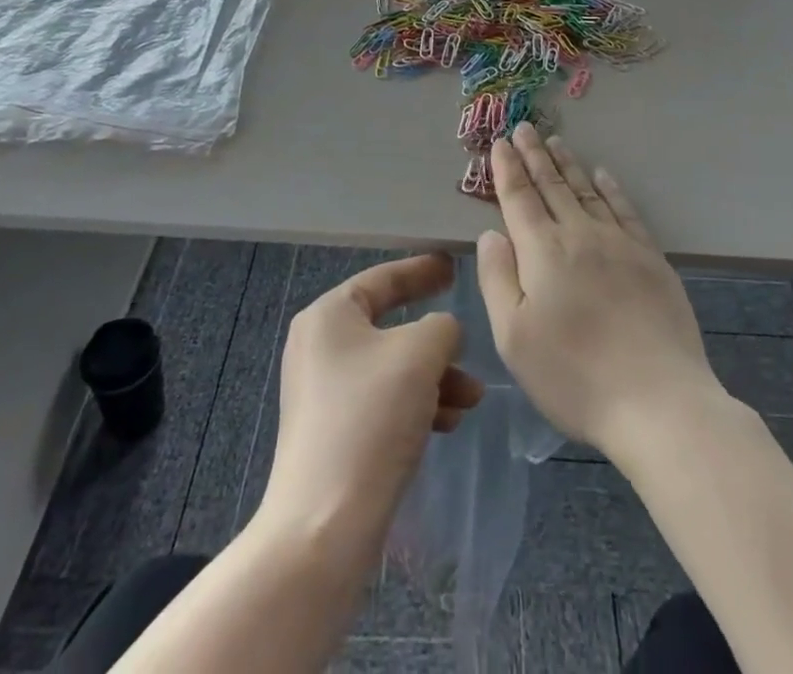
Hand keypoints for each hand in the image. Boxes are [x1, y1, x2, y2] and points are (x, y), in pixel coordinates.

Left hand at [259, 254, 483, 553]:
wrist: (324, 528)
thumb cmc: (370, 419)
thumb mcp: (420, 353)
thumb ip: (442, 326)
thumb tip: (442, 333)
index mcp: (329, 316)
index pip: (383, 278)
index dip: (421, 270)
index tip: (453, 265)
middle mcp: (320, 347)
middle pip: (391, 326)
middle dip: (437, 340)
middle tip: (468, 339)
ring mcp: (325, 393)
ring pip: (393, 368)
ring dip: (436, 377)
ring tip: (472, 397)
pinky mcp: (334, 433)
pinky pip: (384, 401)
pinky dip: (418, 404)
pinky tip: (449, 423)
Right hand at [476, 124, 722, 458]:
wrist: (658, 400)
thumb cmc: (574, 376)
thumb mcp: (514, 338)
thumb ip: (497, 278)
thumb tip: (492, 232)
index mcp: (543, 252)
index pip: (520, 198)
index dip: (508, 169)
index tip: (500, 143)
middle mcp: (580, 235)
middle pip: (552, 186)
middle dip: (535, 155)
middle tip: (524, 127)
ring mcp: (619, 243)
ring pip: (587, 191)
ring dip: (568, 164)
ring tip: (556, 141)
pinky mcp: (650, 258)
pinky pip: (625, 209)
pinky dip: (611, 188)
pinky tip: (603, 175)